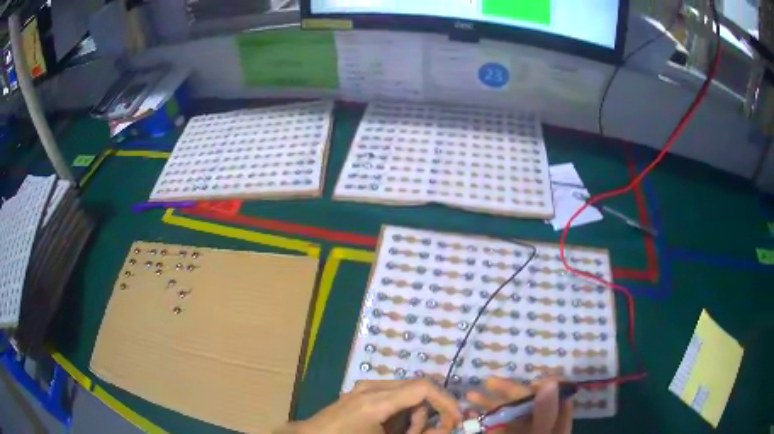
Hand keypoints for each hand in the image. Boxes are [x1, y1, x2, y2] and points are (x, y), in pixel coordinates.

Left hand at [276, 379, 462, 433]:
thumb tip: (446, 428)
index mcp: (377, 400)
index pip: (424, 388)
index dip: (447, 402)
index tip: (456, 421)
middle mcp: (373, 387)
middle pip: (418, 390)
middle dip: (428, 415)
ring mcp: (365, 387)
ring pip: (407, 394)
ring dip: (413, 417)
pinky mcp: (362, 392)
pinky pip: (393, 397)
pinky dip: (401, 414)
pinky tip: (391, 429)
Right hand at [466, 377, 572, 433]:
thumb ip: (546, 415)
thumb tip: (550, 383)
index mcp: (556, 427)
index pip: (560, 399)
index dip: (550, 385)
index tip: (534, 380)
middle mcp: (540, 427)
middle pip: (530, 403)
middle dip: (510, 392)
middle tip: (489, 383)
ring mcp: (520, 432)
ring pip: (510, 413)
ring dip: (491, 402)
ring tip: (472, 395)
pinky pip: (495, 424)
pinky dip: (484, 416)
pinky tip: (470, 410)